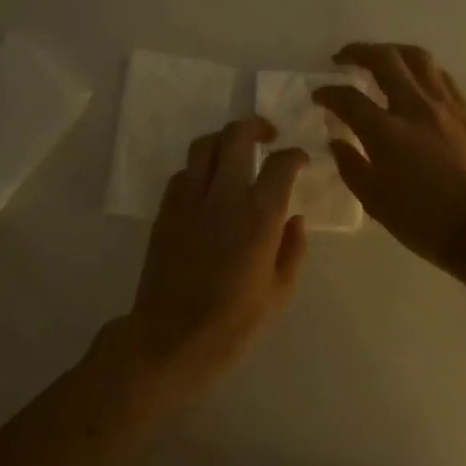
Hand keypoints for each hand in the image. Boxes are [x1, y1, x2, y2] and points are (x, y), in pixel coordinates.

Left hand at [110, 117, 309, 394]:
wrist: (170, 340)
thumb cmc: (233, 324)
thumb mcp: (280, 294)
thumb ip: (293, 250)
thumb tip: (295, 220)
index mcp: (259, 216)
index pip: (281, 164)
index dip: (295, 155)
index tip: (300, 160)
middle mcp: (223, 196)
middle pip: (236, 136)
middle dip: (255, 126)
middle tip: (268, 135)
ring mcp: (189, 200)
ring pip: (203, 146)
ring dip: (223, 140)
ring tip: (235, 151)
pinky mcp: (165, 211)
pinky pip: (183, 173)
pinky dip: (199, 168)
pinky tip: (208, 184)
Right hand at [315, 42, 465, 273]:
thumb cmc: (426, 223)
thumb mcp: (376, 203)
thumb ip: (352, 167)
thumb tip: (338, 142)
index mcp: (387, 133)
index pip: (349, 98)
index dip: (328, 92)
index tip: (319, 96)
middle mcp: (416, 108)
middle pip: (384, 60)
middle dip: (358, 52)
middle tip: (342, 58)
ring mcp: (446, 106)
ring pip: (418, 58)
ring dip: (392, 51)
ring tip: (380, 59)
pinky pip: (440, 76)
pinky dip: (420, 69)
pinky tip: (415, 81)